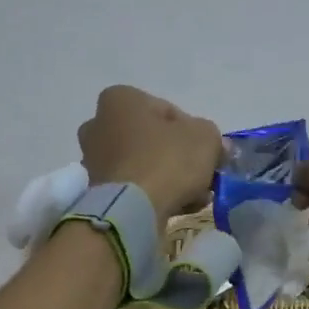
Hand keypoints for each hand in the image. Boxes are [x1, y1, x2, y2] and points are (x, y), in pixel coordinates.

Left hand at [78, 86, 222, 222]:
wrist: (132, 210)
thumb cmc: (166, 160)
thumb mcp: (205, 137)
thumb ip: (212, 136)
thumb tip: (215, 146)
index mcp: (120, 99)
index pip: (167, 111)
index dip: (193, 132)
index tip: (207, 152)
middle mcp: (98, 124)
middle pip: (152, 140)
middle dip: (178, 158)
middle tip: (201, 176)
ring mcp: (94, 159)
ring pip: (144, 166)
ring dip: (169, 179)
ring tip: (194, 198)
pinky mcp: (96, 190)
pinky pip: (133, 188)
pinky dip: (153, 195)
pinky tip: (176, 208)